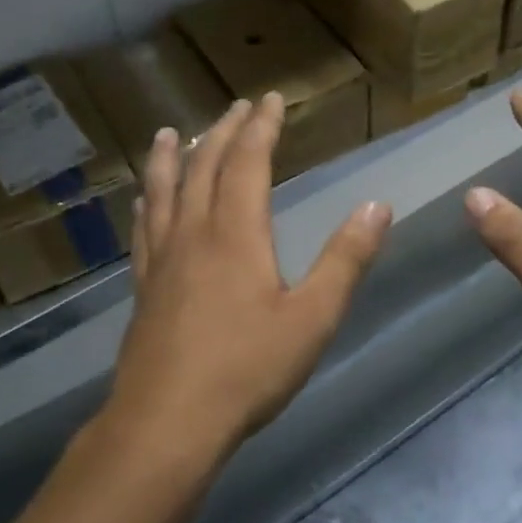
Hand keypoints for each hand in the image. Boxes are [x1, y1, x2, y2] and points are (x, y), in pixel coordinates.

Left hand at [107, 94, 393, 462]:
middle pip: (204, 167)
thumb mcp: (314, 316)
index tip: (270, 99)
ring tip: (167, 133)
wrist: (168, 423)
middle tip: (236, 107)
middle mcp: (194, 234)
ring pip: (163, 192)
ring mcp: (162, 260)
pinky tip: (143, 202)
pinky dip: (147, 203)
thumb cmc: (248, 369)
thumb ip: (346, 259)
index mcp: (236, 233)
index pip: (248, 162)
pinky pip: (144, 230)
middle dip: (222, 132)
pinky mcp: (145, 288)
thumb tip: (378, 206)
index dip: (261, 127)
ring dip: (170, 158)